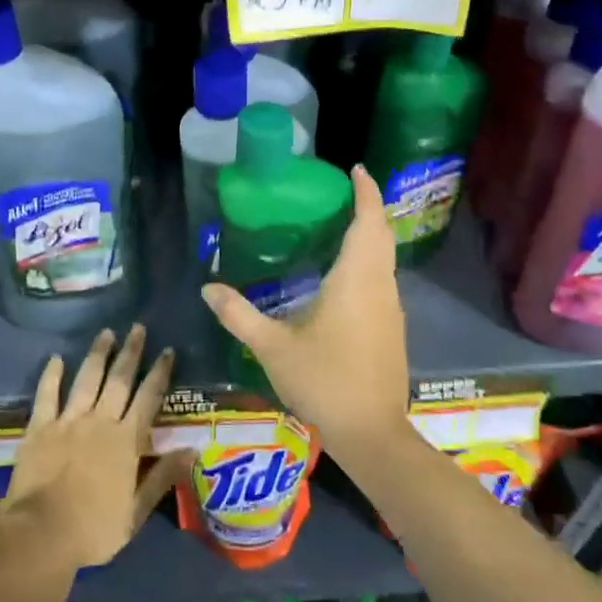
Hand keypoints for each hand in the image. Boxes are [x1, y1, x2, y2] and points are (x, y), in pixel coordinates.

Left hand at [0, 324, 191, 572]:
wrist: (42, 534)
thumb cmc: (94, 529)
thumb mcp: (136, 511)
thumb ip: (162, 476)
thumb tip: (192, 449)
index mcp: (126, 441)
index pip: (148, 398)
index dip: (159, 373)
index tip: (167, 350)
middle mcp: (100, 421)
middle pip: (119, 380)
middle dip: (131, 352)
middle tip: (138, 327)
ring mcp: (68, 421)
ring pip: (87, 379)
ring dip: (98, 354)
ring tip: (106, 333)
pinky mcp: (40, 428)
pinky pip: (47, 394)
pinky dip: (51, 375)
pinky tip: (56, 358)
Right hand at [200, 166, 409, 453]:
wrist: (372, 432)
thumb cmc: (324, 381)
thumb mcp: (272, 347)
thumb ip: (239, 315)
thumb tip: (207, 288)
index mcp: (355, 279)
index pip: (367, 221)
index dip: (366, 192)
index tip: (356, 169)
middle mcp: (380, 286)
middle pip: (381, 234)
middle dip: (367, 208)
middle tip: (341, 192)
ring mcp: (391, 308)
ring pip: (385, 258)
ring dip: (370, 235)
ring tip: (338, 225)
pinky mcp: (393, 328)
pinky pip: (382, 279)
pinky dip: (369, 261)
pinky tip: (344, 275)